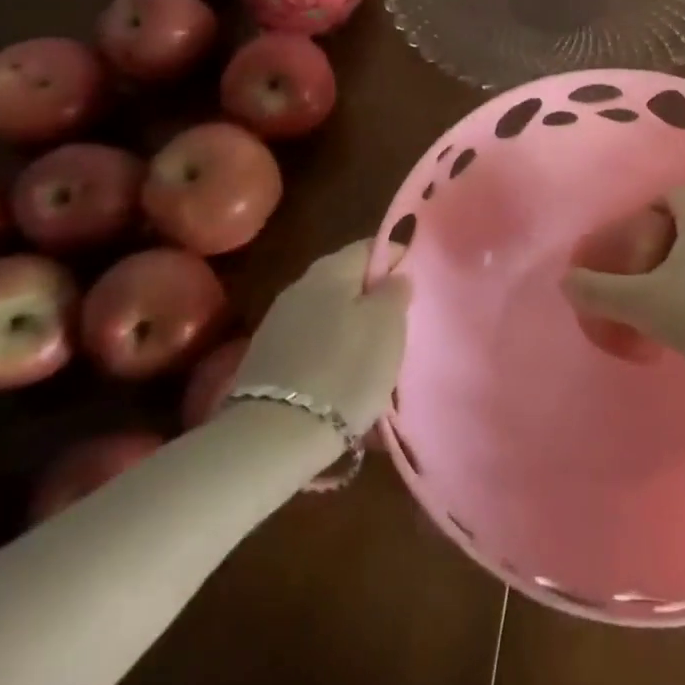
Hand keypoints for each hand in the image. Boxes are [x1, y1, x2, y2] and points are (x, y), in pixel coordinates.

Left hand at [231, 240, 409, 431]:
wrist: (274, 437)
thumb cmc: (345, 369)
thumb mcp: (387, 324)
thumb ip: (395, 291)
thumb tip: (394, 276)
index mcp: (331, 269)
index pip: (371, 247)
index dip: (397, 259)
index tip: (417, 282)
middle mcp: (300, 287)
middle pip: (347, 281)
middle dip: (374, 298)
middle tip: (399, 323)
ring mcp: (278, 325)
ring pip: (329, 315)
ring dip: (352, 329)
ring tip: (374, 358)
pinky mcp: (267, 362)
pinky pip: (312, 346)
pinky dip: (331, 355)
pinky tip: (343, 380)